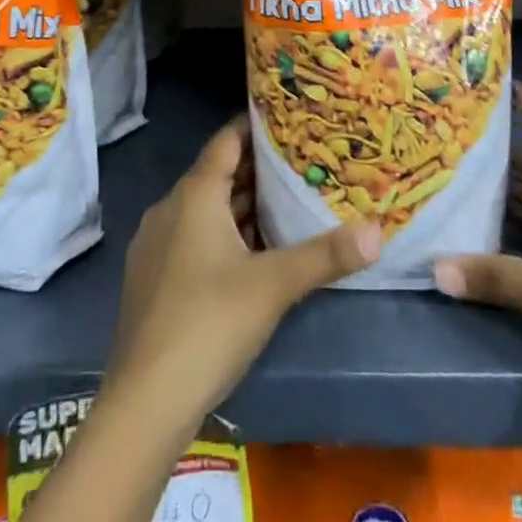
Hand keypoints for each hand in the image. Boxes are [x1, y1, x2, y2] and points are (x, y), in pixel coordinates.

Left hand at [105, 117, 380, 424]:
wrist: (144, 401)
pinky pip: (191, 236)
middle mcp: (170, 207)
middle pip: (217, 173)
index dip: (256, 126)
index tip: (290, 121)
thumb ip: (325, 256)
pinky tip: (248, 254)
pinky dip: (221, 233)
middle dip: (257, 169)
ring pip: (204, 209)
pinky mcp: (151, 276)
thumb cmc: (210, 323)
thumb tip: (377, 231)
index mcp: (194, 194)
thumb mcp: (273, 286)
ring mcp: (155, 243)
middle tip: (300, 164)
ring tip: (284, 204)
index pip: (227, 139)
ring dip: (239, 205)